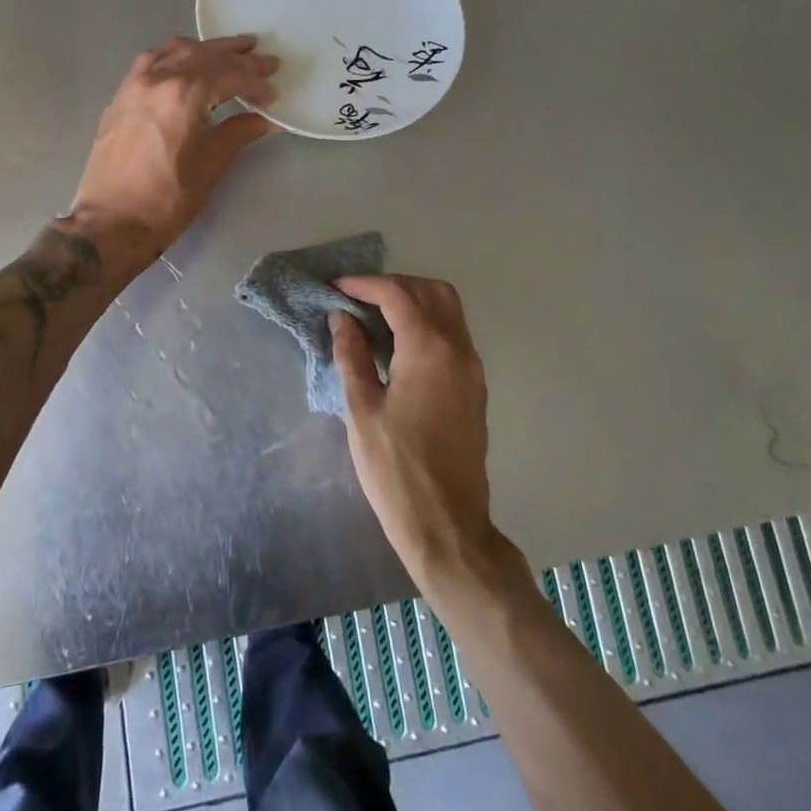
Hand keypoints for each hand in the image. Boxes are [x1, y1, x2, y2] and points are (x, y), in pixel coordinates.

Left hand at [66, 35, 278, 260]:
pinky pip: (152, 60)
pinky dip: (176, 55)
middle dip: (238, 57)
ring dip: (206, 50)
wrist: (110, 222)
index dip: (255, 82)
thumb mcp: (211, 165)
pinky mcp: (121, 96)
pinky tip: (187, 62)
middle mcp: (158, 78)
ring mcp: (134, 84)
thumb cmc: (167, 199)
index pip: (230, 74)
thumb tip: (265, 119)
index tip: (272, 96)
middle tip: (266, 60)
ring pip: (176, 51)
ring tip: (231, 51)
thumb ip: (239, 132)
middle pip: (204, 55)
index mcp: (183, 94)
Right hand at [333, 276, 511, 595]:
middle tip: (358, 298)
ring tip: (375, 316)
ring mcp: (472, 368)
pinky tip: (398, 344)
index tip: (335, 289)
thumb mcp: (362, 410)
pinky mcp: (475, 387)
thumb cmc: (395, 469)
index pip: (397, 295)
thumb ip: (353, 356)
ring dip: (414, 300)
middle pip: (431, 291)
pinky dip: (427, 322)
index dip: (364, 285)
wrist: (447, 526)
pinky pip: (454, 334)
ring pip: (449, 310)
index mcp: (429, 350)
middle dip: (394, 285)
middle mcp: (458, 349)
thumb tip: (342, 319)